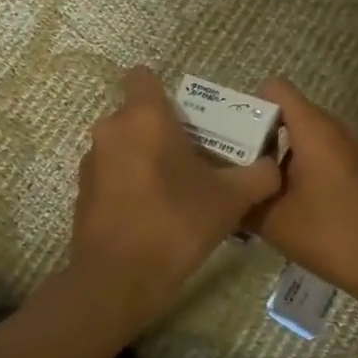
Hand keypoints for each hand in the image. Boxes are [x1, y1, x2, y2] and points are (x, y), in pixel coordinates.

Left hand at [71, 67, 281, 331]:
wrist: (118, 280)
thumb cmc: (175, 224)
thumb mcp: (231, 200)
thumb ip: (259, 175)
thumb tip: (273, 165)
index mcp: (143, 117)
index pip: (143, 77)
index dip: (166, 92)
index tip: (189, 119)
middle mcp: (110, 130)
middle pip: (139, 115)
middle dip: (165, 131)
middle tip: (197, 159)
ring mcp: (91, 163)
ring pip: (125, 146)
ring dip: (147, 159)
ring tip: (177, 191)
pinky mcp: (83, 193)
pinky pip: (112, 175)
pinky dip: (130, 185)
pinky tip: (153, 215)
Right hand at [246, 79, 357, 299]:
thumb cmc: (327, 235)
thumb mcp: (271, 221)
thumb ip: (242, 198)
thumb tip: (223, 189)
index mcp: (315, 131)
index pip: (277, 90)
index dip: (250, 105)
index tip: (233, 135)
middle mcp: (338, 130)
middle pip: (292, 111)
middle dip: (263, 132)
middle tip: (238, 163)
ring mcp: (356, 148)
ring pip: (310, 134)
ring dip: (284, 152)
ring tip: (261, 184)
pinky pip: (327, 151)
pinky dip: (305, 164)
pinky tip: (292, 199)